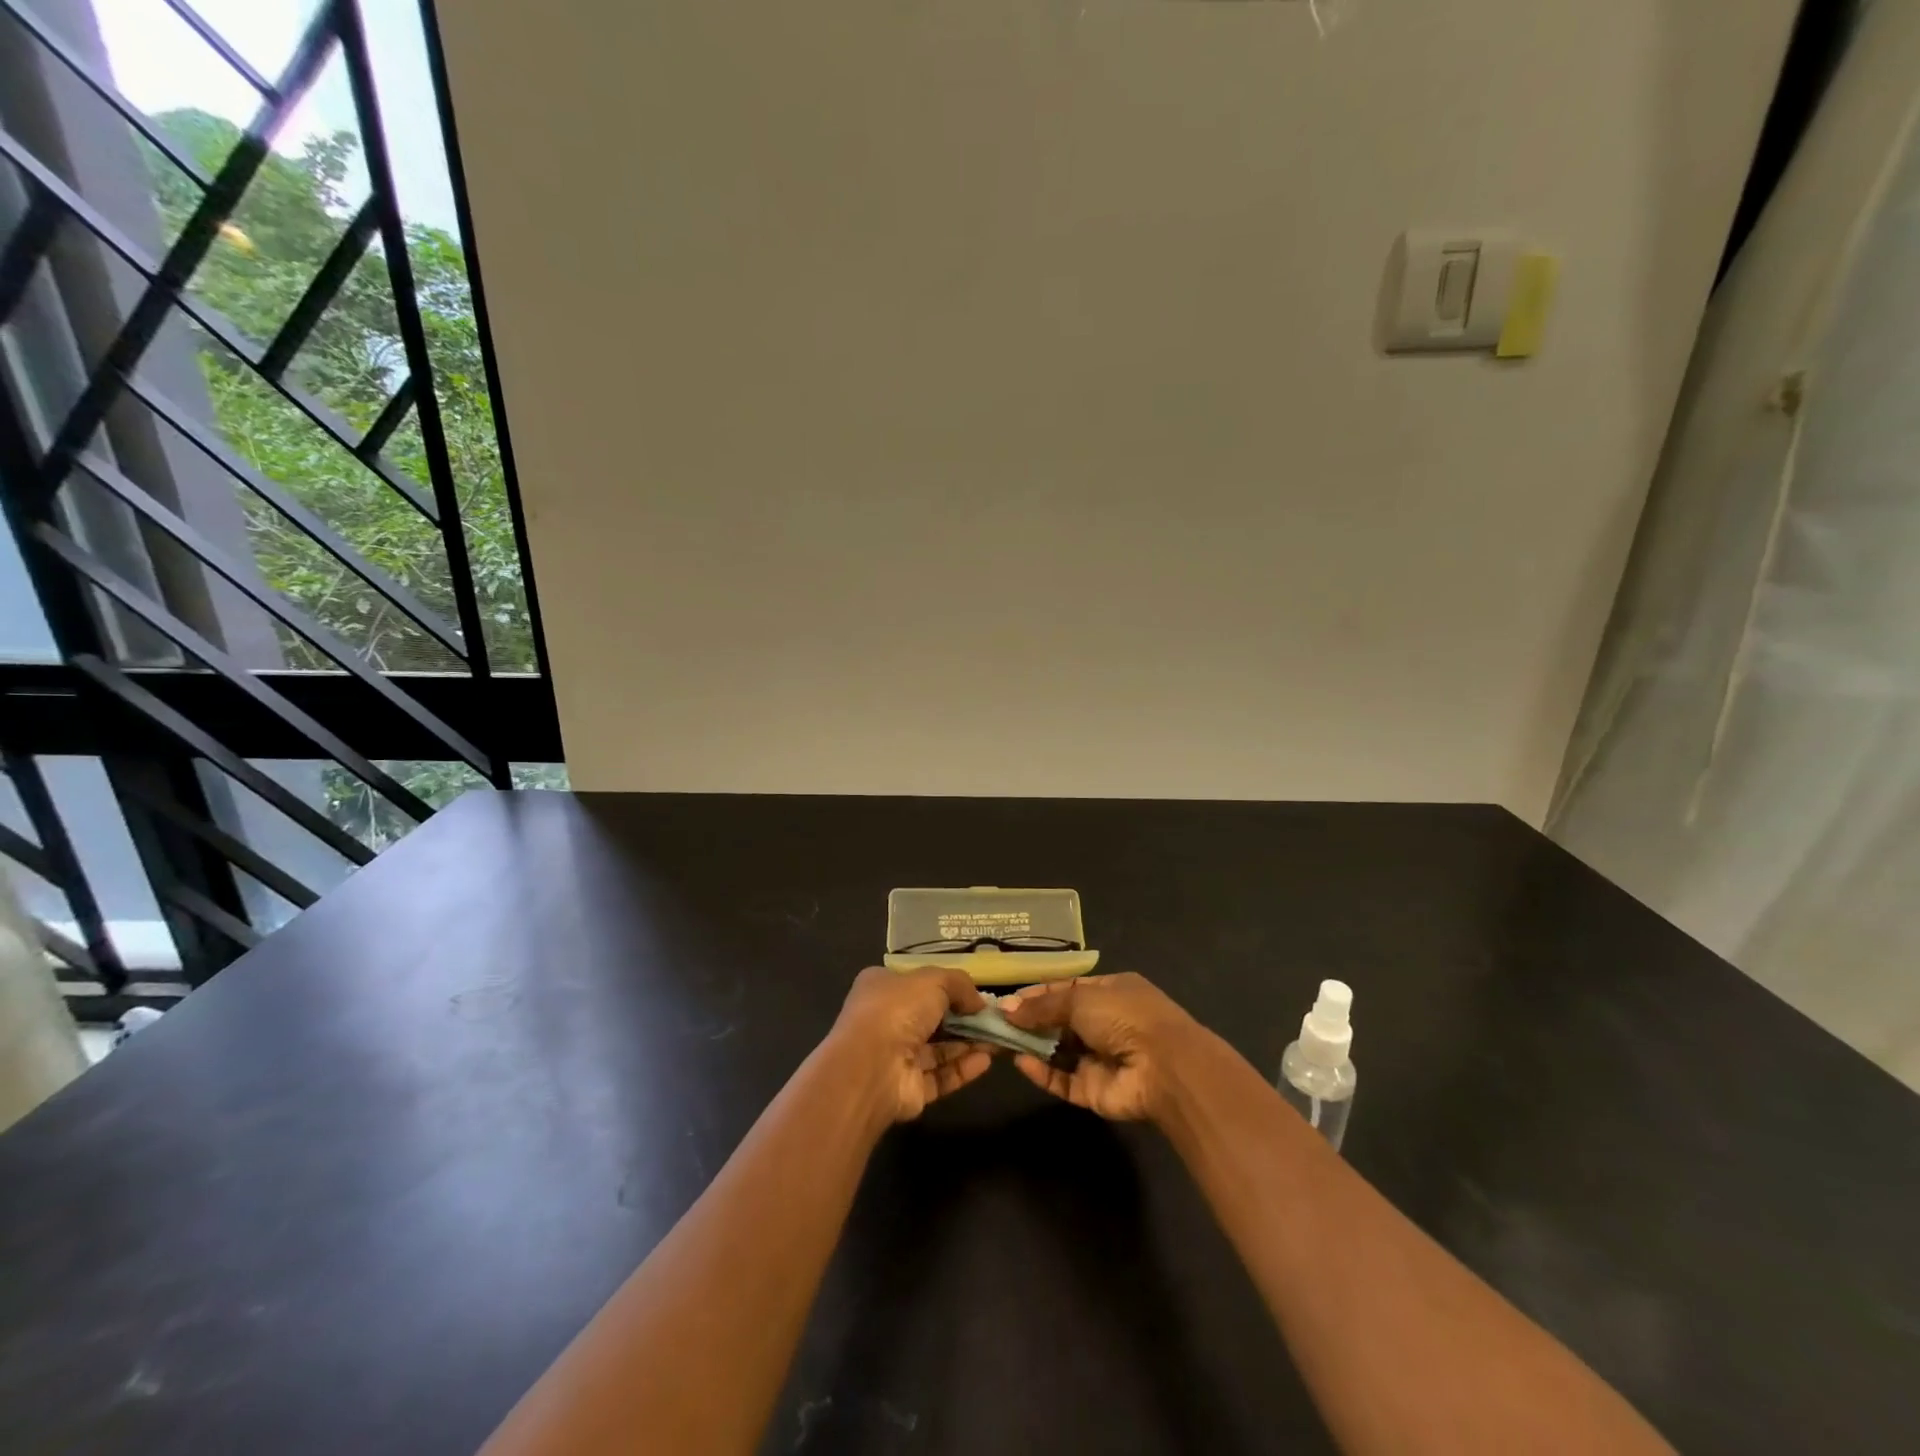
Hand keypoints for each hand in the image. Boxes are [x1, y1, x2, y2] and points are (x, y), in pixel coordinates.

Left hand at [828, 966, 992, 1123]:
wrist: (870, 1068)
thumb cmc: (897, 1009)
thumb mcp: (933, 980)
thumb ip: (959, 984)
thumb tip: (979, 1001)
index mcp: (882, 987)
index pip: (916, 983)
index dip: (946, 986)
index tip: (975, 992)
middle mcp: (886, 1020)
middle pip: (932, 1017)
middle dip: (964, 1018)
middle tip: (995, 1019)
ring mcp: (895, 1057)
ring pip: (939, 1048)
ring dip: (969, 1043)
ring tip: (1000, 1039)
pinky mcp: (908, 1089)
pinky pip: (940, 1076)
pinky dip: (963, 1068)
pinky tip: (986, 1061)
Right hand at [1002, 972, 1200, 1121]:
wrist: (1165, 1068)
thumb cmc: (1124, 1017)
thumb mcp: (1081, 998)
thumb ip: (1043, 1005)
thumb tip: (1007, 1008)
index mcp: (1111, 991)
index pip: (1068, 989)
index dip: (1038, 994)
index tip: (1007, 1001)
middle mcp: (1107, 1023)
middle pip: (1060, 1021)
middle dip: (1030, 1021)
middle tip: (996, 1023)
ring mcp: (1101, 1058)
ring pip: (1059, 1052)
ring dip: (1033, 1047)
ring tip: (1000, 1041)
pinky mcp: (1095, 1090)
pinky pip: (1063, 1080)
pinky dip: (1043, 1073)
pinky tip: (1020, 1063)